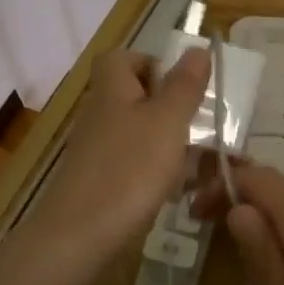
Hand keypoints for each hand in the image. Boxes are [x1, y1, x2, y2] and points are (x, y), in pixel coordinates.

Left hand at [26, 47, 210, 265]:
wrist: (80, 236)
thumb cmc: (129, 168)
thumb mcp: (167, 121)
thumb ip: (184, 86)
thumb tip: (197, 48)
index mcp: (112, 90)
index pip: (122, 58)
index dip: (152, 63)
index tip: (183, 85)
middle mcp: (101, 115)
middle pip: (134, 97)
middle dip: (171, 108)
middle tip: (201, 125)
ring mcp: (98, 152)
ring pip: (140, 134)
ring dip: (171, 143)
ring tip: (203, 162)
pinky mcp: (101, 183)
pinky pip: (135, 166)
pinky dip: (159, 173)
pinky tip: (181, 191)